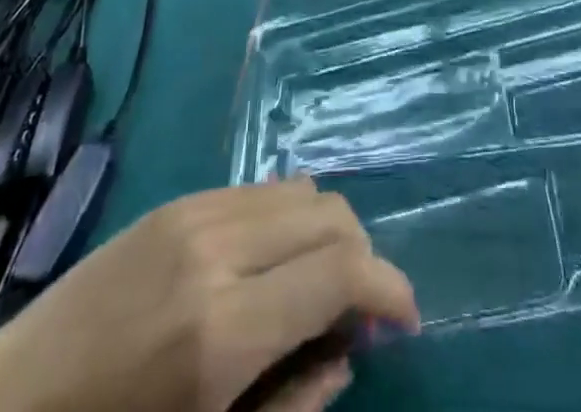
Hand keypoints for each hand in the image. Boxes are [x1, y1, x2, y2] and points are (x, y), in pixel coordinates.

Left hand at [0, 180, 417, 411]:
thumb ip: (292, 405)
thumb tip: (350, 351)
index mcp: (226, 329)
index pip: (343, 269)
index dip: (390, 288)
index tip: (404, 321)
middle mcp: (219, 248)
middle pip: (331, 214)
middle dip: (363, 257)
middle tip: (357, 313)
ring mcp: (194, 213)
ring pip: (301, 190)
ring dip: (326, 233)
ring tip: (314, 286)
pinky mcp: (175, 200)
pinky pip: (259, 190)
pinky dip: (287, 219)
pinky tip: (268, 266)